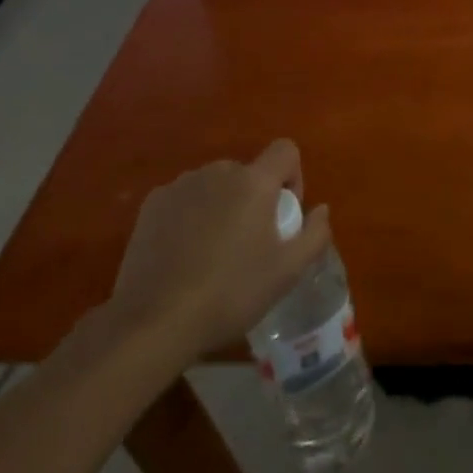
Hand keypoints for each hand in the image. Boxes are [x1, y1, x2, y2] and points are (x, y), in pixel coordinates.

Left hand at [104, 140, 331, 360]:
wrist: (153, 322)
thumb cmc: (230, 293)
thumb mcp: (286, 272)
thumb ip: (314, 234)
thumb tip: (320, 209)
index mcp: (254, 181)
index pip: (285, 150)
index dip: (293, 176)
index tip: (284, 215)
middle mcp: (218, 171)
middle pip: (248, 172)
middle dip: (254, 199)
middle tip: (248, 245)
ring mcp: (181, 185)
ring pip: (215, 186)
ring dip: (222, 206)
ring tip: (212, 253)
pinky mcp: (151, 205)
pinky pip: (184, 199)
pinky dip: (190, 216)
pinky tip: (182, 255)